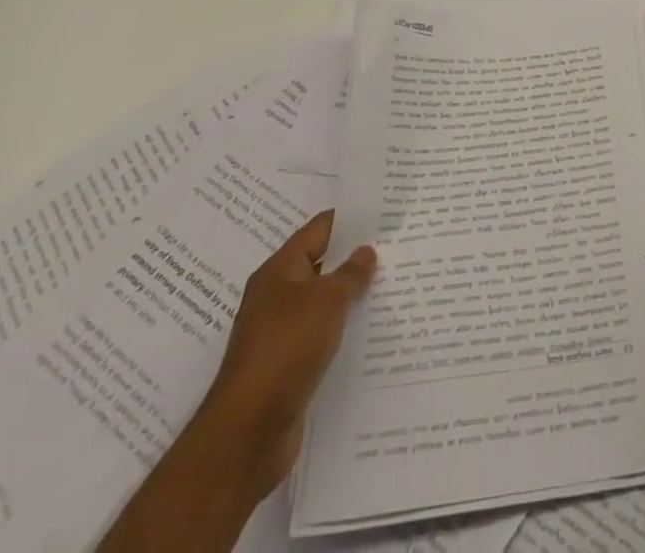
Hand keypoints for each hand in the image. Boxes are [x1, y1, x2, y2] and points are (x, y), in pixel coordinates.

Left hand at [191, 210, 375, 499]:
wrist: (248, 432)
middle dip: (354, 257)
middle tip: (395, 246)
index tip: (383, 213)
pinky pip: (320, 335)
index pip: (319, 229)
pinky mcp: (286, 366)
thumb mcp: (327, 300)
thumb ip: (351, 272)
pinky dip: (342, 330)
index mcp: (279, 271)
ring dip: (350, 296)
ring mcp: (279, 333)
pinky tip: (369, 331)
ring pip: (322, 302)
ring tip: (390, 285)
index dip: (350, 219)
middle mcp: (275, 296)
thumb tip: (365, 251)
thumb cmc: (287, 348)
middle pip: (320, 265)